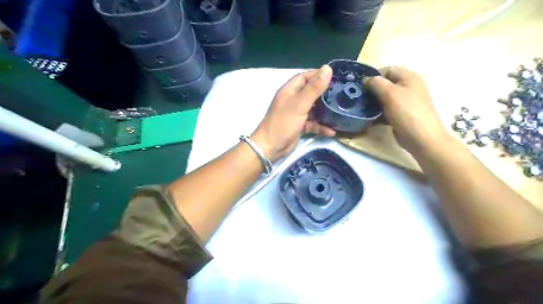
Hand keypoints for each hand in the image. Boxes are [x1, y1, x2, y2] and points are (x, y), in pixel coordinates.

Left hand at [253, 65, 338, 161]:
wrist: (271, 147)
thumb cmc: (283, 123)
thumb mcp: (300, 104)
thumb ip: (314, 88)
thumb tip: (327, 68)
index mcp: (290, 91)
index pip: (305, 77)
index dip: (319, 75)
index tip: (336, 77)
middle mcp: (293, 100)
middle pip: (311, 92)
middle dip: (325, 93)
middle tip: (342, 93)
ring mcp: (296, 114)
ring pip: (313, 109)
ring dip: (325, 111)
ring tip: (341, 111)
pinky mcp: (299, 126)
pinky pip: (312, 124)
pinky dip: (321, 127)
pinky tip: (332, 131)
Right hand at [362, 66, 447, 152]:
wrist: (421, 138)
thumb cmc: (406, 112)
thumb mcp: (390, 94)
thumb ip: (376, 83)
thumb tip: (366, 79)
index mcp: (409, 77)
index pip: (388, 70)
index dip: (374, 76)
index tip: (361, 86)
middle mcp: (408, 87)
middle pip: (386, 84)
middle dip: (372, 90)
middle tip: (359, 98)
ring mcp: (405, 102)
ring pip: (384, 98)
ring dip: (373, 102)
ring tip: (361, 108)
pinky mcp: (401, 115)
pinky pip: (386, 109)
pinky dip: (378, 113)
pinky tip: (368, 118)